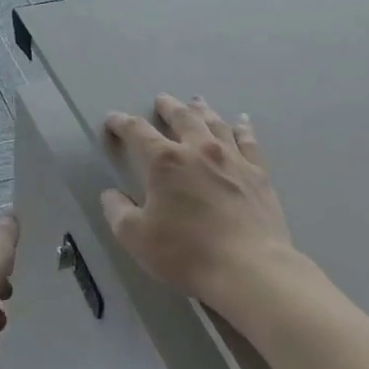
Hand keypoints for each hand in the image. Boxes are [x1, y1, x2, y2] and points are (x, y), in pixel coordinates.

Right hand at [101, 96, 293, 302]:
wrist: (248, 268)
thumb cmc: (185, 252)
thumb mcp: (136, 237)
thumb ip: (118, 212)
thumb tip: (110, 195)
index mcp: (165, 162)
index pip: (138, 132)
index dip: (122, 123)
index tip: (113, 120)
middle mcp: (199, 150)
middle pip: (182, 118)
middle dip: (168, 107)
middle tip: (161, 100)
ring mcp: (232, 159)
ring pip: (215, 124)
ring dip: (202, 110)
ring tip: (196, 102)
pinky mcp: (258, 173)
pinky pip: (248, 141)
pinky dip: (242, 127)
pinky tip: (241, 121)